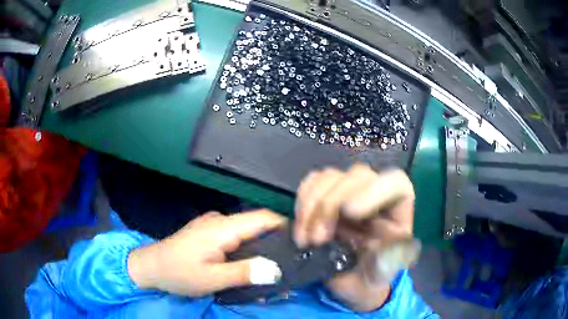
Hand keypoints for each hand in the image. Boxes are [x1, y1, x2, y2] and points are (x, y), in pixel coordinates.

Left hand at [127, 209, 285, 296]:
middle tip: (289, 263)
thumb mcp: (212, 278)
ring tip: (272, 270)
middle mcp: (220, 221)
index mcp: (223, 227)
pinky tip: (248, 266)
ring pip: (246, 233)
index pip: (263, 217)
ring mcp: (213, 226)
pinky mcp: (208, 234)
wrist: (150, 266)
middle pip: (257, 225)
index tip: (302, 242)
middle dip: (275, 242)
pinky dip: (246, 250)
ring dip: (260, 249)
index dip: (285, 226)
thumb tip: (276, 269)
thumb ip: (244, 272)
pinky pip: (234, 238)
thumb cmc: (178, 272)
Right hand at [294, 164, 415, 311]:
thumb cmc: (371, 275)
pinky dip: (302, 202)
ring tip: (305, 239)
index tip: (349, 212)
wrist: (352, 280)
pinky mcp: (327, 193)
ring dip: (311, 206)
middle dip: (331, 205)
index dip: (373, 191)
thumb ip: (384, 260)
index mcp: (397, 209)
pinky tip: (301, 226)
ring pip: (330, 177)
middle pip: (357, 176)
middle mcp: (376, 193)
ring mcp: (350, 190)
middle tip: (317, 239)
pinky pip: (312, 182)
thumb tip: (372, 245)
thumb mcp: (382, 273)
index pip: (395, 183)